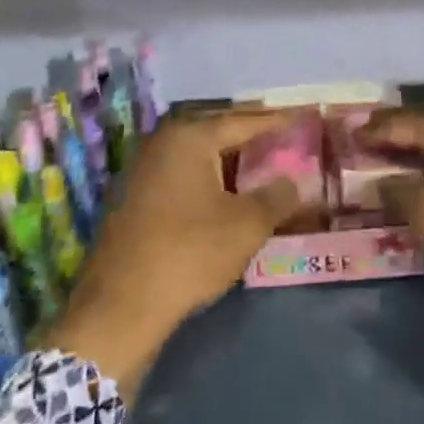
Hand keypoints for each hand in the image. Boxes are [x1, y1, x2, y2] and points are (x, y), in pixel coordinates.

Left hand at [45, 110, 300, 394]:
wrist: (123, 304)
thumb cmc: (191, 252)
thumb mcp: (248, 224)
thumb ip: (277, 196)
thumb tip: (292, 182)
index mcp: (190, 138)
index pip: (243, 121)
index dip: (275, 122)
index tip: (301, 118)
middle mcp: (162, 143)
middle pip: (217, 133)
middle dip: (250, 138)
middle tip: (282, 141)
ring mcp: (142, 170)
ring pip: (198, 157)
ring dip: (229, 162)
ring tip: (261, 168)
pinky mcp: (134, 198)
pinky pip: (181, 177)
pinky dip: (208, 180)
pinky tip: (226, 196)